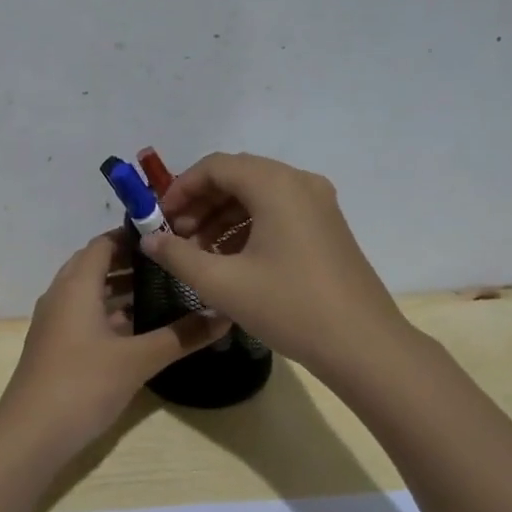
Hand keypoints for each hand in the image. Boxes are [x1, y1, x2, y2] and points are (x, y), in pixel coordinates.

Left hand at [0, 233, 230, 454]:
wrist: (31, 434)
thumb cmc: (83, 384)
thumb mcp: (138, 360)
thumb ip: (181, 336)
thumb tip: (225, 316)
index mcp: (76, 286)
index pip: (103, 243)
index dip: (133, 235)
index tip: (169, 236)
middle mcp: (61, 296)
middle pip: (94, 265)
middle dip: (130, 261)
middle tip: (170, 263)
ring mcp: (55, 323)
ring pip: (89, 293)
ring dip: (119, 288)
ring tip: (162, 291)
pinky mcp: (55, 347)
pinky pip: (84, 316)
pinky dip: (109, 314)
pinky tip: (138, 329)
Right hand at [139, 153, 405, 379]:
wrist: (362, 344)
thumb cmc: (289, 307)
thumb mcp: (221, 284)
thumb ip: (177, 256)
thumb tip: (149, 239)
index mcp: (275, 185)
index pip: (215, 167)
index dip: (180, 188)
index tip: (159, 219)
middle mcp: (299, 183)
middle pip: (237, 176)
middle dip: (200, 203)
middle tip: (175, 237)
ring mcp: (318, 204)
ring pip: (257, 195)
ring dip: (222, 217)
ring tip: (198, 253)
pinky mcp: (326, 226)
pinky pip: (277, 212)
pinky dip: (247, 227)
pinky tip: (230, 260)